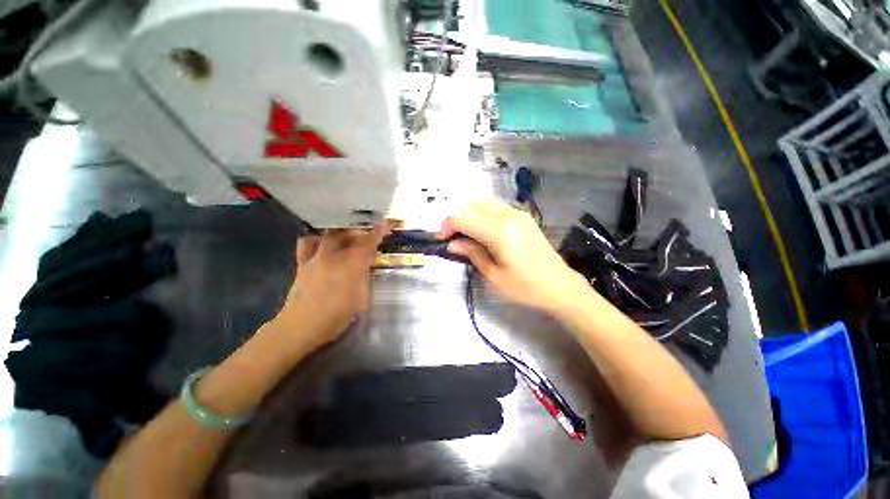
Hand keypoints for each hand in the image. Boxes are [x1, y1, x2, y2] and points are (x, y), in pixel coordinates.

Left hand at [273, 226, 388, 347]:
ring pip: (329, 235)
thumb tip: (365, 267)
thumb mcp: (361, 299)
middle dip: (361, 232)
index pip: (368, 243)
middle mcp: (333, 256)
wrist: (302, 326)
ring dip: (341, 234)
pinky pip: (307, 243)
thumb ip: (364, 278)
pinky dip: (317, 240)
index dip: (379, 232)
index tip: (387, 225)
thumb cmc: (337, 316)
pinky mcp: (302, 264)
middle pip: (348, 234)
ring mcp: (316, 258)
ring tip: (347, 240)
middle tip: (368, 237)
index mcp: (351, 265)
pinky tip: (322, 247)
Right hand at [437, 201, 589, 313]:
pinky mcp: (523, 216)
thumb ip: (472, 254)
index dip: (447, 226)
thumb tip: (452, 243)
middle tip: (450, 237)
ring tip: (463, 234)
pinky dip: (481, 214)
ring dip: (468, 215)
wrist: (559, 286)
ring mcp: (517, 213)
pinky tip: (480, 231)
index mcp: (499, 232)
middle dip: (456, 219)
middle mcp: (508, 215)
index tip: (440, 239)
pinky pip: (495, 207)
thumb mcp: (493, 276)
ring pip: (483, 203)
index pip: (463, 218)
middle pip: (471, 205)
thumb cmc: (525, 288)